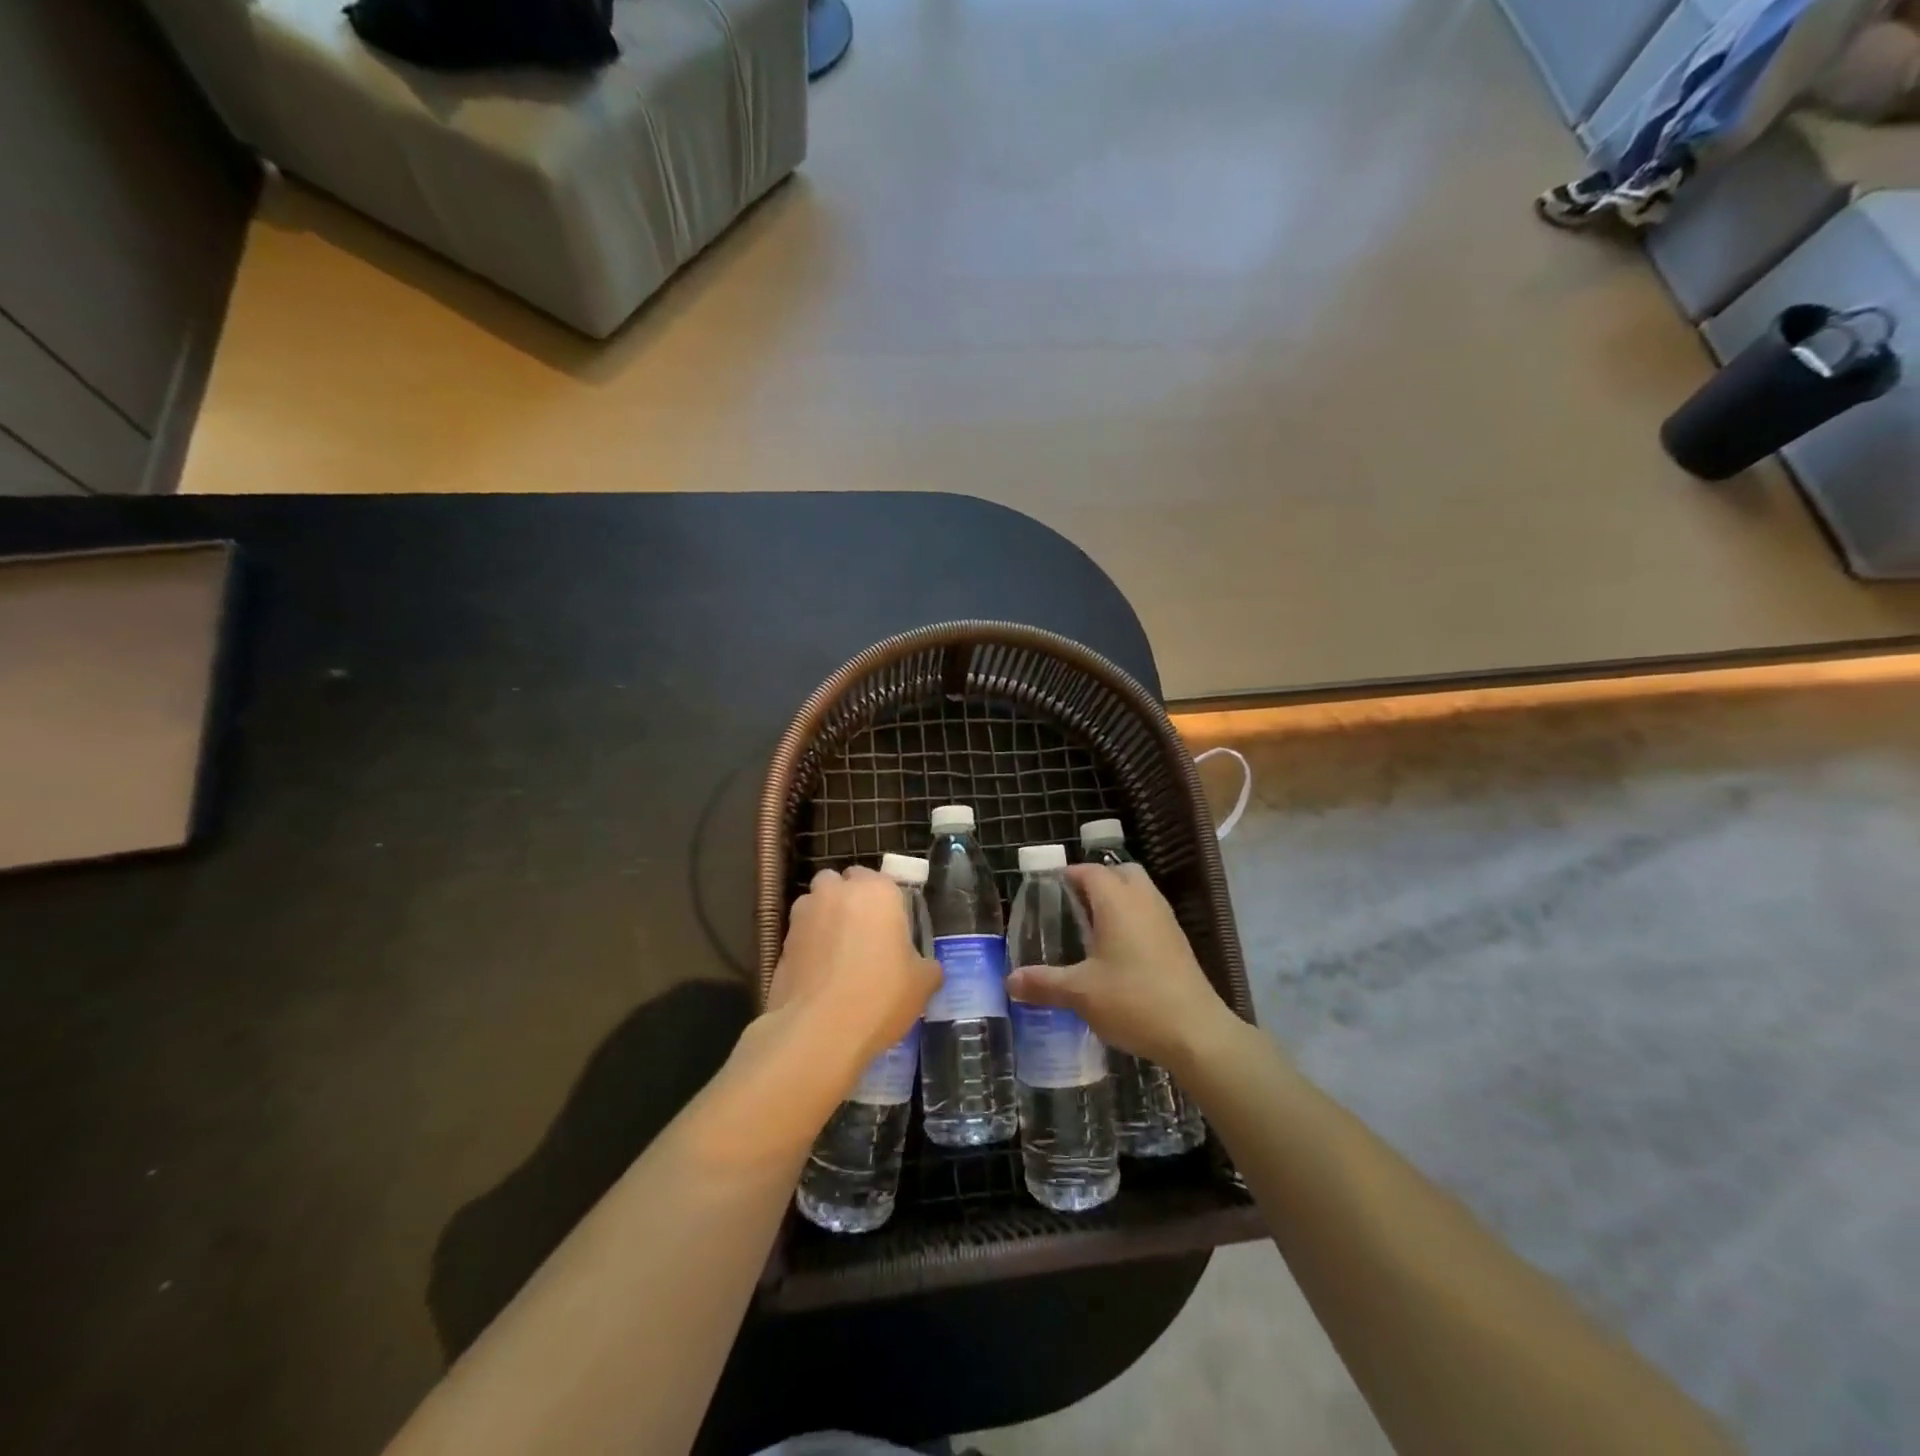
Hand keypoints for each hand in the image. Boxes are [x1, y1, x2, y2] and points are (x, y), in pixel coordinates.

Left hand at [767, 867, 941, 1071]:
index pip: (878, 878)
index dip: (883, 901)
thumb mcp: (922, 983)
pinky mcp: (781, 942)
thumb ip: (926, 966)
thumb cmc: (880, 996)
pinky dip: (807, 945)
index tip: (891, 927)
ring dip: (823, 918)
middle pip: (839, 883)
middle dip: (847, 899)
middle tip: (862, 934)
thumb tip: (925, 968)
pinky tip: (819, 975)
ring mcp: (804, 915)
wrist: (819, 1031)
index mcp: (877, 891)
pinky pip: (799, 934)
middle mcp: (837, 893)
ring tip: (836, 954)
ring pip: (814, 904)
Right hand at [1006, 862, 1236, 1074]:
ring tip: (1090, 927)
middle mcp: (1144, 901)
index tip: (1047, 889)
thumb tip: (1010, 981)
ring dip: (1116, 900)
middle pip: (1120, 872)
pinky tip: (1117, 951)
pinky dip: (1132, 920)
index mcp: (1117, 901)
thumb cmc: (1133, 1000)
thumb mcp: (1080, 992)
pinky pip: (1150, 915)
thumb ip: (1044, 983)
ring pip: (1139, 893)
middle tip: (1071, 905)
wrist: (1196, 1032)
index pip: (1090, 871)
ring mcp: (1166, 921)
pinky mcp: (1178, 943)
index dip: (1068, 875)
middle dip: (1096, 881)